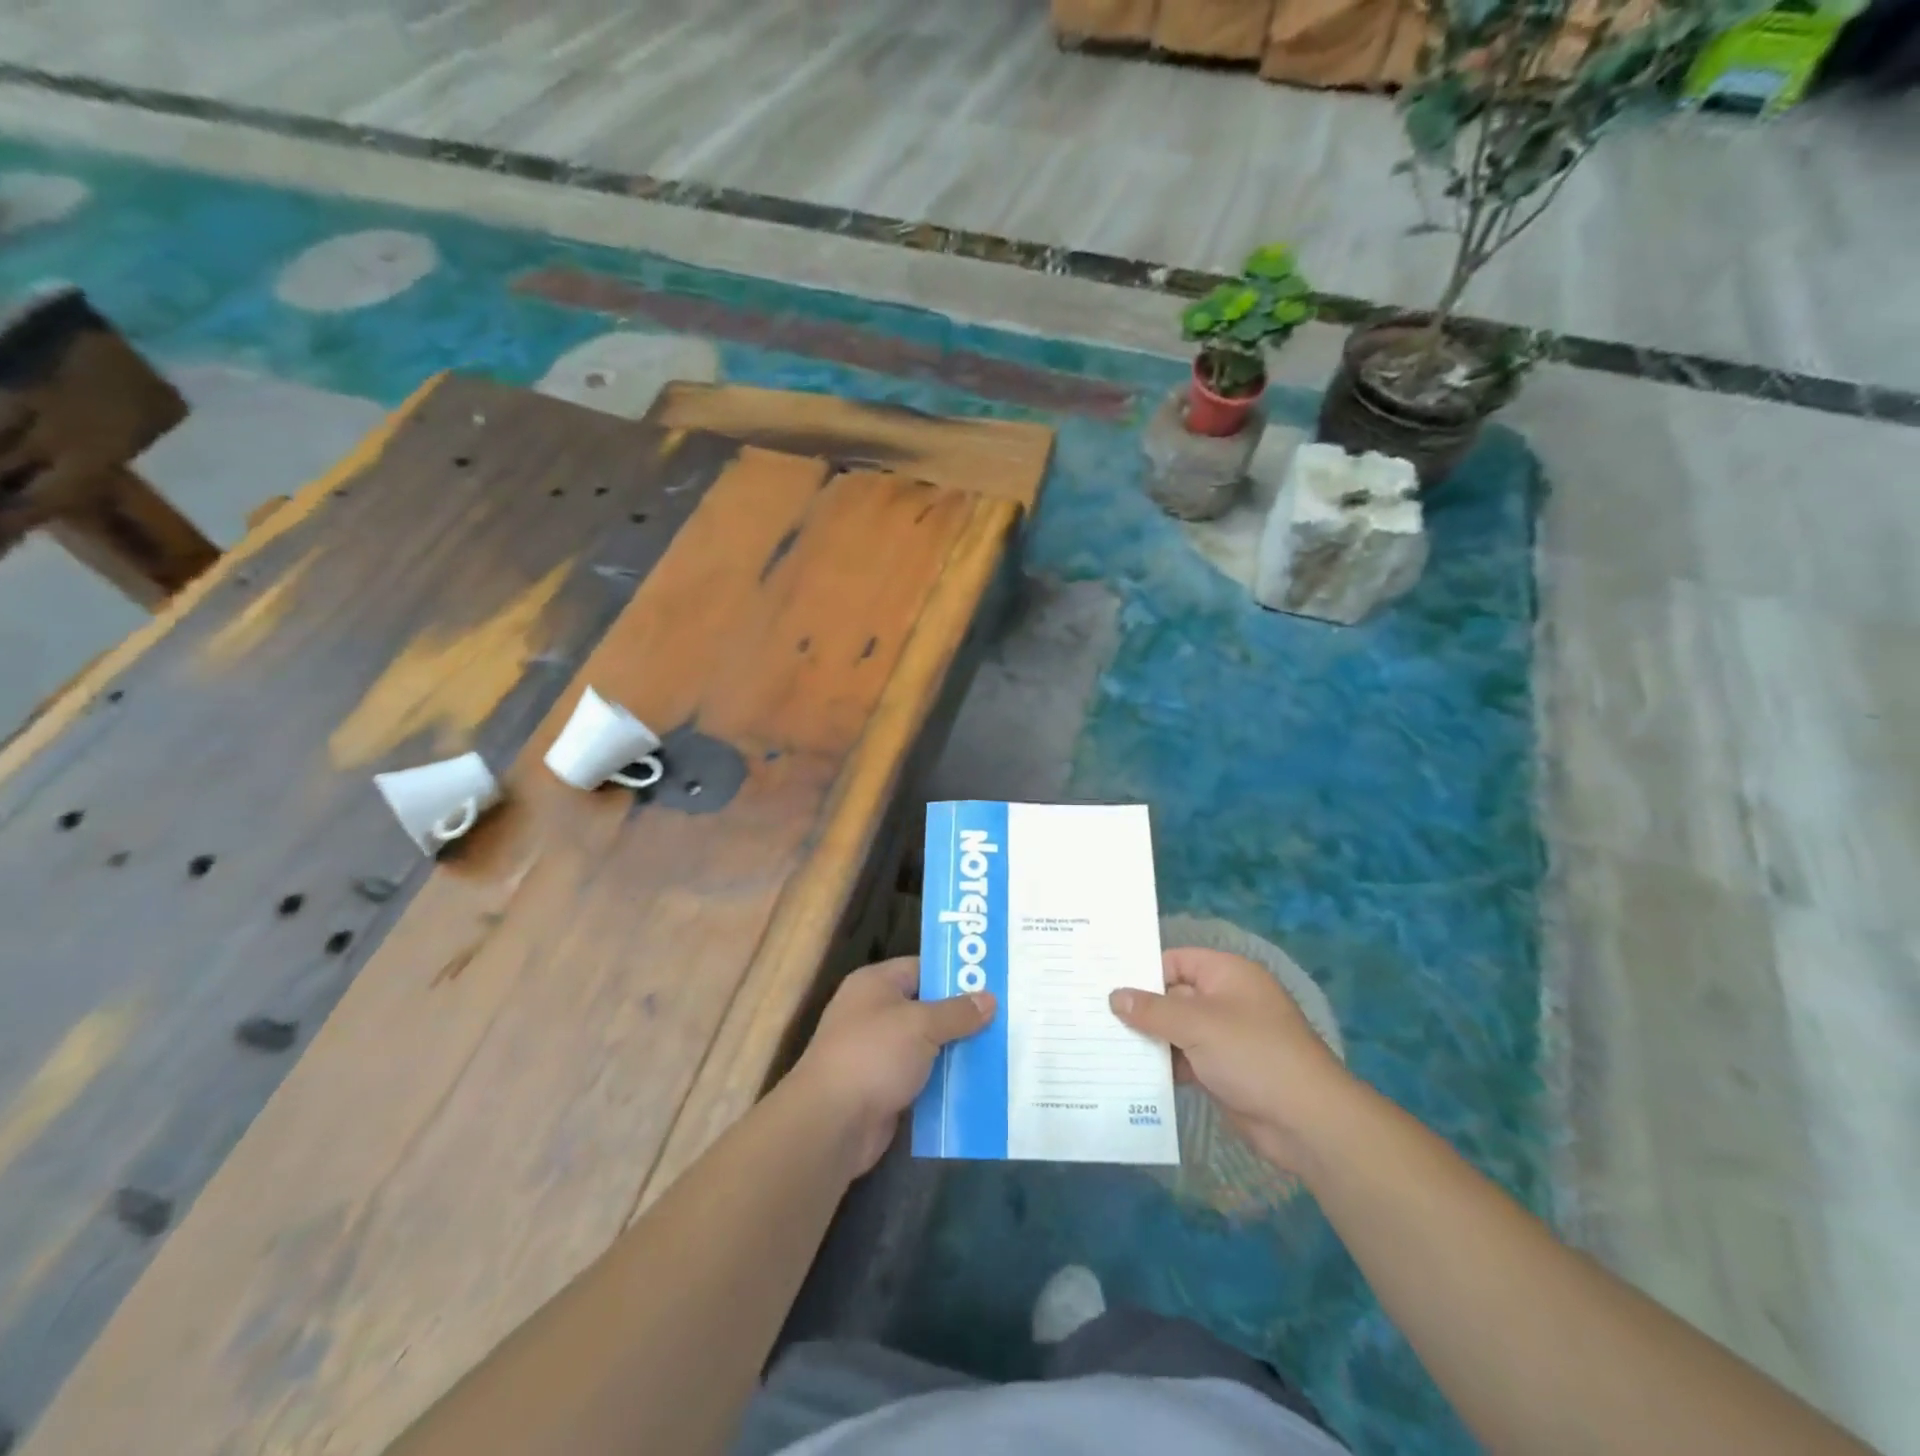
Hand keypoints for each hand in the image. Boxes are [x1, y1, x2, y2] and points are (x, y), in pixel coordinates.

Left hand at [790, 958, 994, 1176]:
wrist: (831, 1123)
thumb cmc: (873, 1055)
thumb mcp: (921, 1025)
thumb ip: (957, 1012)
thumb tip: (989, 999)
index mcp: (875, 984)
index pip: (922, 967)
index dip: (955, 974)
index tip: (993, 981)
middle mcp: (874, 1013)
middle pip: (927, 1008)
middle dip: (963, 1016)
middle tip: (1007, 1017)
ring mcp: (878, 1053)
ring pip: (928, 1046)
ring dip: (958, 1051)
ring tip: (1002, 1050)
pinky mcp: (885, 1089)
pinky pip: (923, 1078)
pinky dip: (945, 1082)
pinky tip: (979, 1084)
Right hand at [1111, 947, 1351, 1175]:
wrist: (1307, 1121)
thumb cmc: (1253, 1054)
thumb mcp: (1197, 1024)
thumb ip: (1153, 1010)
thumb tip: (1115, 996)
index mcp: (1227, 974)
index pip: (1176, 960)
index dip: (1143, 971)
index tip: (1105, 982)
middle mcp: (1226, 1000)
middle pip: (1174, 996)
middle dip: (1140, 1007)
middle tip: (1095, 1014)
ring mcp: (1226, 1037)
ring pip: (1177, 1030)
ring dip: (1149, 1039)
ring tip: (1103, 1043)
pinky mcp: (1224, 1071)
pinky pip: (1185, 1059)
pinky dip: (1164, 1065)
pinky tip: (1131, 1072)